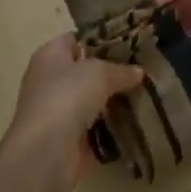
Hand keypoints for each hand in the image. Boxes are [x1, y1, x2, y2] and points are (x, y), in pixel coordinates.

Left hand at [6, 34, 145, 191]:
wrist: (46, 152)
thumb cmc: (68, 96)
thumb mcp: (100, 72)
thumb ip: (121, 70)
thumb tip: (138, 72)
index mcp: (50, 55)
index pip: (76, 39)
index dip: (101, 40)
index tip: (129, 44)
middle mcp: (49, 80)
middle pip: (85, 70)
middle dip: (111, 72)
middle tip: (141, 71)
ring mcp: (57, 111)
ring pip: (91, 99)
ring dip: (112, 101)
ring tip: (144, 94)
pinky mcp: (66, 139)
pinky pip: (94, 126)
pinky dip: (110, 126)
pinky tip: (135, 121)